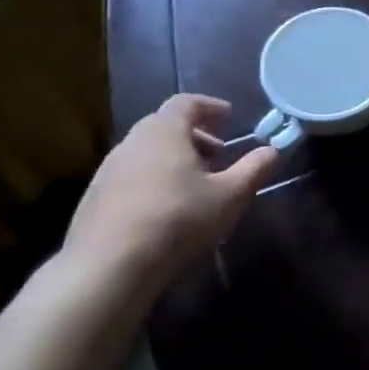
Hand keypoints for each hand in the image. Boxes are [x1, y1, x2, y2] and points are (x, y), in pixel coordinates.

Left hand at [64, 94, 279, 288]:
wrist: (108, 267)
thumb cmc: (177, 220)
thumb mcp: (230, 196)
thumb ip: (255, 169)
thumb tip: (273, 150)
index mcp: (164, 132)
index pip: (186, 102)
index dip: (210, 106)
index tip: (229, 116)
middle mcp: (132, 142)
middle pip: (165, 125)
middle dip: (195, 135)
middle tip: (219, 153)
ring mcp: (108, 170)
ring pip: (147, 151)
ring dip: (174, 158)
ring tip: (196, 184)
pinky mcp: (95, 198)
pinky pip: (132, 175)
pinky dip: (154, 178)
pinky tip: (167, 208)